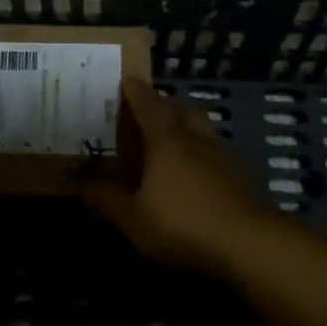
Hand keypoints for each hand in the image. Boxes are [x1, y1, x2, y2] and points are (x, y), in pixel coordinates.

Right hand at [80, 77, 274, 276]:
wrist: (248, 245)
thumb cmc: (182, 224)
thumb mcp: (134, 218)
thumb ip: (106, 199)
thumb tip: (78, 183)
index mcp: (167, 140)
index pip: (149, 105)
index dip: (136, 92)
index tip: (127, 80)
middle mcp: (196, 139)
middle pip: (183, 110)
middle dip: (167, 105)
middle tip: (152, 112)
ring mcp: (223, 157)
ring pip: (204, 130)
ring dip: (189, 128)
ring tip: (174, 142)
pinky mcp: (242, 178)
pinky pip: (218, 154)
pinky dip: (204, 155)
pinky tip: (198, 175)